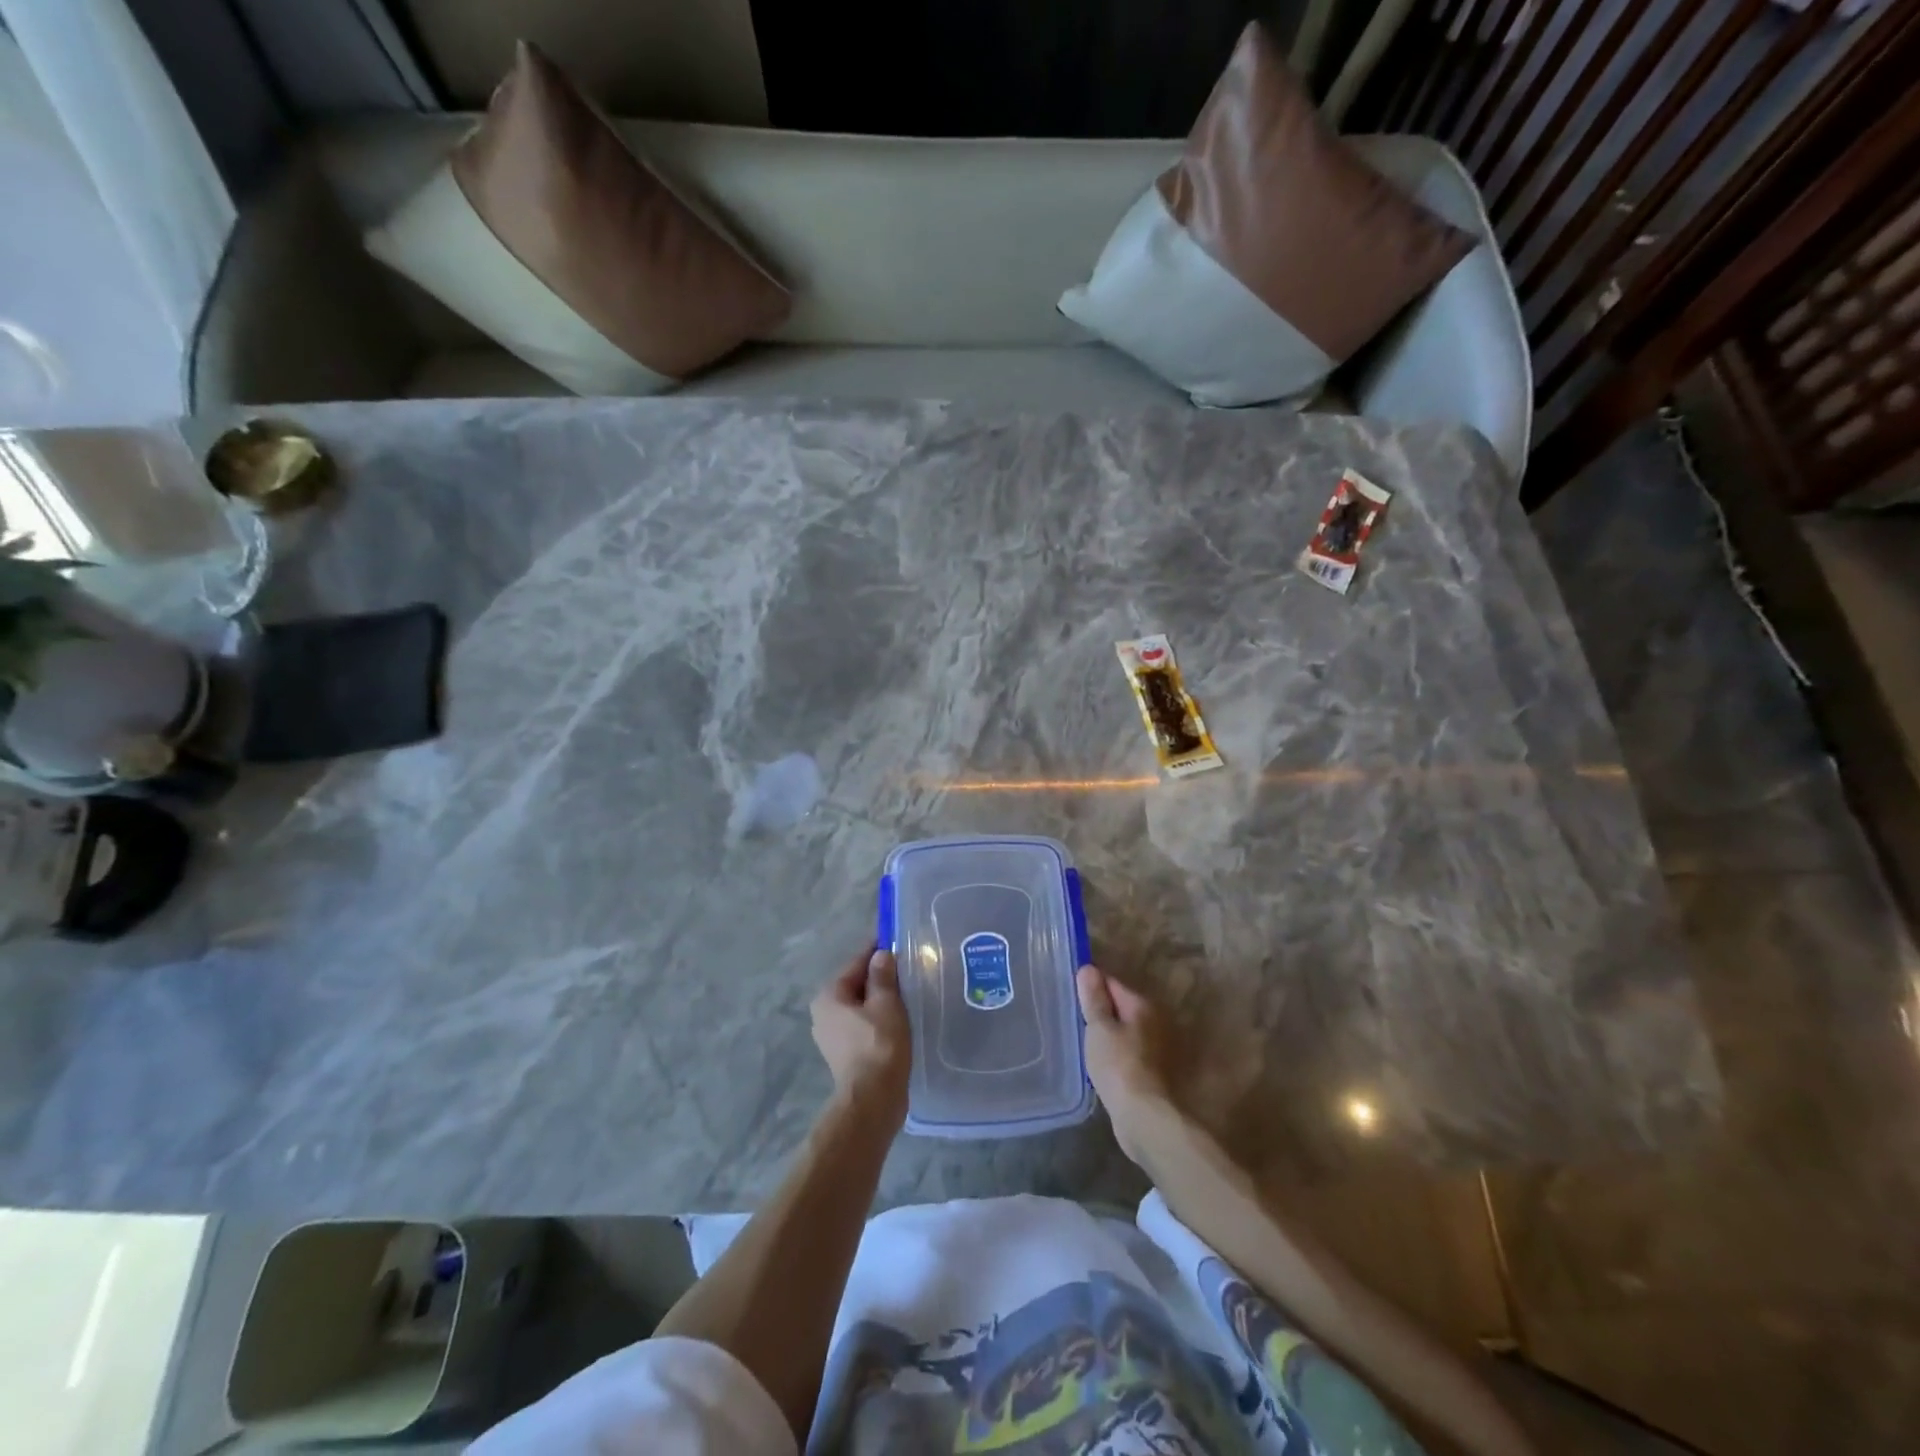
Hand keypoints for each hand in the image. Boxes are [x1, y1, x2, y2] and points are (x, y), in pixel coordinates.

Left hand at [811, 945, 911, 1127]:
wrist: (873, 1100)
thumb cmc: (879, 1044)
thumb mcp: (886, 1003)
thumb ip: (883, 975)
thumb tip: (881, 955)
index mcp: (829, 995)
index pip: (857, 961)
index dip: (879, 950)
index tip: (899, 940)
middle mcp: (823, 1012)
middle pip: (857, 983)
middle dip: (881, 976)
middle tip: (909, 968)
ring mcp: (832, 1035)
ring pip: (861, 1005)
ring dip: (881, 998)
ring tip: (909, 993)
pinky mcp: (844, 1053)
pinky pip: (863, 1023)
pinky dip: (879, 1018)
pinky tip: (899, 1019)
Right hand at [1077, 964, 1176, 1164]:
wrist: (1144, 1117)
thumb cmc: (1118, 1066)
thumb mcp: (1099, 1028)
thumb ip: (1094, 999)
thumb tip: (1088, 969)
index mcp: (1142, 1005)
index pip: (1111, 983)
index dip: (1090, 987)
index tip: (1072, 997)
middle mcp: (1155, 1021)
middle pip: (1120, 1006)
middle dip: (1100, 1011)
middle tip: (1075, 1020)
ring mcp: (1157, 1047)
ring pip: (1125, 1030)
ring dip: (1108, 1034)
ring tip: (1084, 1042)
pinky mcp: (1154, 1070)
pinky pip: (1128, 1051)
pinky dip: (1115, 1053)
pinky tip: (1100, 1063)